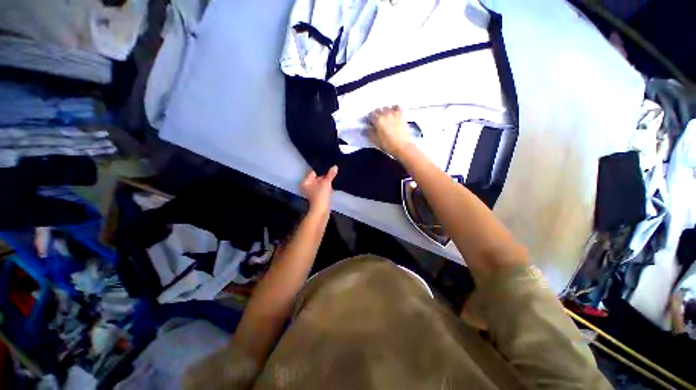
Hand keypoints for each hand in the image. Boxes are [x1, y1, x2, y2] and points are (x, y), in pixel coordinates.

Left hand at [300, 166, 337, 214]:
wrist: (321, 211)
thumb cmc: (320, 195)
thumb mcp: (326, 183)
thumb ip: (330, 174)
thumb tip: (335, 167)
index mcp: (306, 182)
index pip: (313, 172)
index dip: (321, 170)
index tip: (329, 166)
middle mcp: (307, 186)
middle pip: (317, 178)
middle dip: (325, 176)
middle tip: (333, 172)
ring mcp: (313, 192)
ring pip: (321, 184)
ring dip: (327, 182)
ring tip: (333, 179)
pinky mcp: (318, 197)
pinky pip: (323, 189)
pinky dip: (327, 188)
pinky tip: (332, 188)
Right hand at [368, 105, 411, 158]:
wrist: (401, 146)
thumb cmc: (387, 144)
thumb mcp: (375, 140)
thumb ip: (369, 133)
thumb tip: (366, 129)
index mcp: (378, 120)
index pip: (371, 115)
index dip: (369, 119)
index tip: (369, 123)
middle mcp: (385, 114)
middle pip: (378, 110)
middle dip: (376, 114)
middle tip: (376, 121)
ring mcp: (394, 114)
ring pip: (387, 107)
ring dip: (384, 111)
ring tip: (384, 117)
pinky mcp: (401, 116)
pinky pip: (398, 107)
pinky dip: (395, 108)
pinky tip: (393, 111)